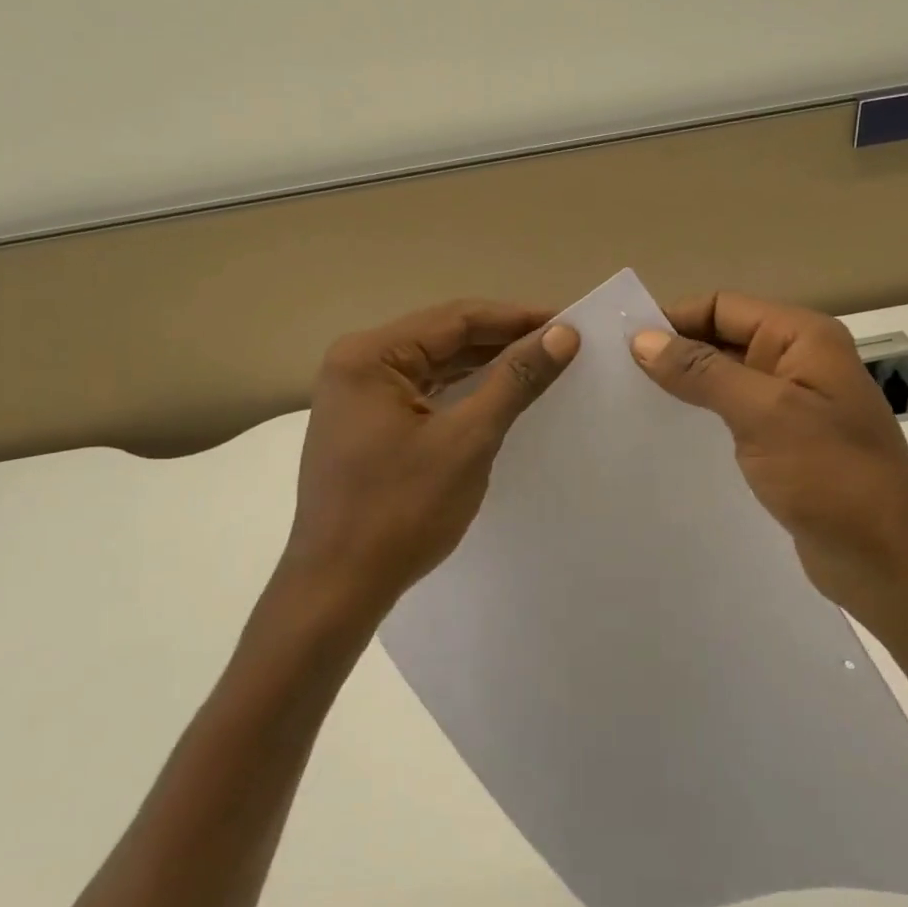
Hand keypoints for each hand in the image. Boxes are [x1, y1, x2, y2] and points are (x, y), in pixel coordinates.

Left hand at [276, 300, 579, 628]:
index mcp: (369, 355)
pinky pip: (423, 394)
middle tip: (562, 344)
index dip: (516, 318)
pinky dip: (461, 393)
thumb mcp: (467, 440)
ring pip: (434, 366)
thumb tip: (562, 334)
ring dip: (484, 366)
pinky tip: (498, 395)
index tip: (569, 322)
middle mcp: (357, 364)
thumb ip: (514, 380)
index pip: (456, 318)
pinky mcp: (365, 426)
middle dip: (502, 340)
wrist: (338, 588)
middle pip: (443, 338)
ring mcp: (357, 396)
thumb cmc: (401, 511)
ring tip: (540, 365)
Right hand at [630, 292, 907, 629]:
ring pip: (724, 381)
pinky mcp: (784, 446)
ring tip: (630, 407)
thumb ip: (703, 372)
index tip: (620, 348)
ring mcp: (792, 406)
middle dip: (673, 354)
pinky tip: (666, 439)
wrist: (890, 562)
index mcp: (803, 338)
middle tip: (615, 379)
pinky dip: (701, 421)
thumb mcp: (764, 414)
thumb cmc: (832, 478)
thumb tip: (642, 340)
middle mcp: (798, 362)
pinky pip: (733, 419)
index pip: (722, 307)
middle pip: (722, 340)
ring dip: (683, 389)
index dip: (673, 320)